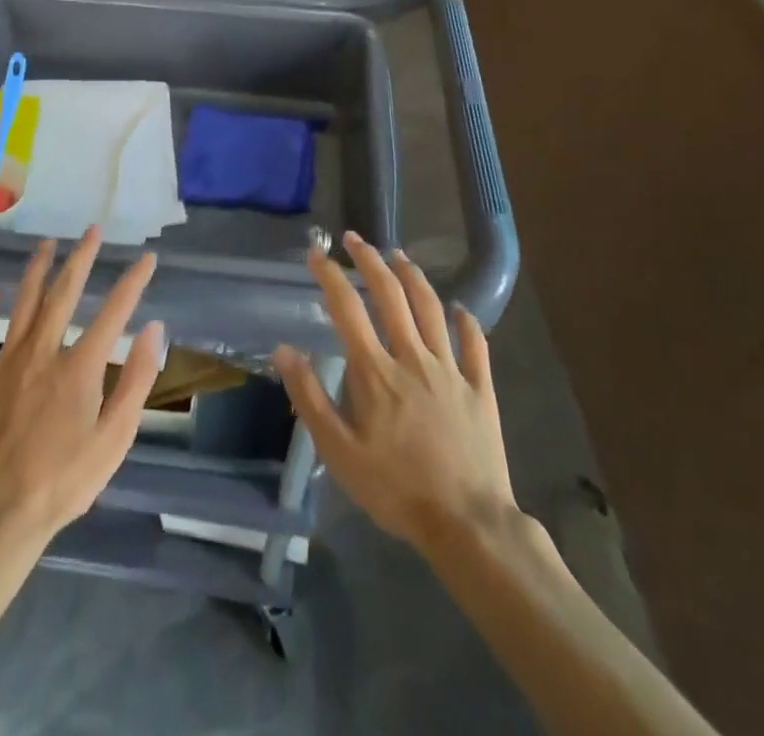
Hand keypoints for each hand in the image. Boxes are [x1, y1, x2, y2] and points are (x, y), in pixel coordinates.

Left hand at [0, 229, 163, 546]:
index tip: (146, 258)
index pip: (113, 312)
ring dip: (36, 270)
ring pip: (23, 304)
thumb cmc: (63, 482)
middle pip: (64, 294)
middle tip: (92, 230)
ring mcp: (4, 363)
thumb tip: (153, 329)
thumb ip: (136, 381)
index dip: (132, 282)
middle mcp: (42, 352)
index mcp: (79, 367)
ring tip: (46, 244)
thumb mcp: (114, 440)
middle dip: (81, 258)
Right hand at [275, 232, 515, 554]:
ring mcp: (450, 369)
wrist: (467, 524)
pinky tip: (459, 308)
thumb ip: (310, 397)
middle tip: (356, 239)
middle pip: (390, 294)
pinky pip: (475, 344)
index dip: (329, 275)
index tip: (316, 253)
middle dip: (370, 260)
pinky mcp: (480, 388)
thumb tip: (283, 350)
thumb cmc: (395, 489)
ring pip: (431, 308)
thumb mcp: (339, 452)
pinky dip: (466, 321)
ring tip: (399, 256)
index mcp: (375, 371)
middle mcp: (412, 356)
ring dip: (413, 276)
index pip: (346, 308)